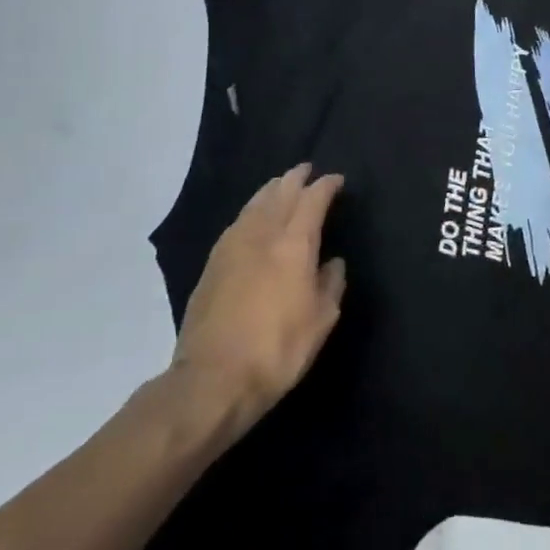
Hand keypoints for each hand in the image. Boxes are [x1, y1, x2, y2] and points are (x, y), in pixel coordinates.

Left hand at [171, 164, 346, 428]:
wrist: (213, 380)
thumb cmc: (278, 349)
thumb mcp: (322, 319)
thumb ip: (331, 283)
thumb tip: (332, 263)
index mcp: (293, 245)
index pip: (312, 201)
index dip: (326, 186)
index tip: (337, 180)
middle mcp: (262, 236)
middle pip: (279, 194)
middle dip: (295, 179)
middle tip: (307, 170)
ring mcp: (231, 249)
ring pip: (254, 205)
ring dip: (271, 190)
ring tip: (281, 185)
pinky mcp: (212, 266)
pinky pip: (237, 224)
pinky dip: (251, 211)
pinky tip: (253, 217)